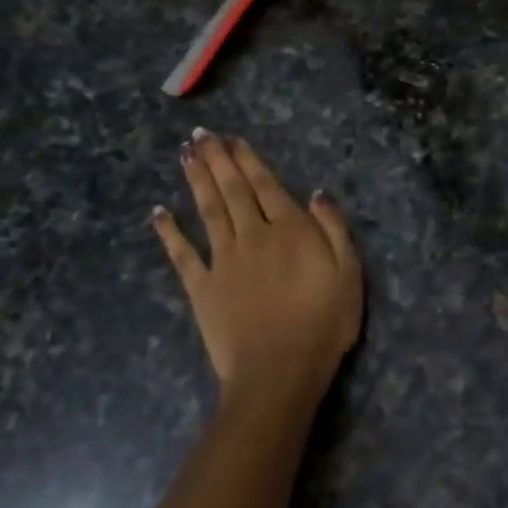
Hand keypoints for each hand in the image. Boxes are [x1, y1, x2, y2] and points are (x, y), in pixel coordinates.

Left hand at [152, 131, 363, 405]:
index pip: (266, 185)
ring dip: (196, 180)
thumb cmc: (323, 324)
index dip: (248, 160)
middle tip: (201, 134)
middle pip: (233, 190)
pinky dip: (169, 232)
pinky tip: (158, 212)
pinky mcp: (202, 288)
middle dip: (217, 159)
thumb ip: (333, 229)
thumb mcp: (349, 273)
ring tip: (185, 154)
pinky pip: (182, 254)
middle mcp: (253, 235)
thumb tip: (317, 193)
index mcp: (289, 230)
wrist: (278, 373)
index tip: (232, 139)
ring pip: (208, 210)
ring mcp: (223, 260)